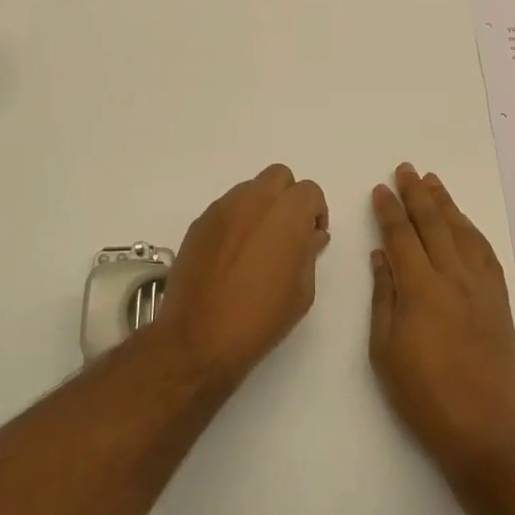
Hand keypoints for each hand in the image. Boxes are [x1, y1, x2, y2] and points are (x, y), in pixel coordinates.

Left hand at [151, 164, 329, 385]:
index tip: (312, 236)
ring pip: (250, 189)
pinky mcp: (200, 222)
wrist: (198, 337)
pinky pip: (226, 209)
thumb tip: (311, 235)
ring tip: (258, 244)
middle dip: (288, 197)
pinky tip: (233, 254)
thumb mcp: (302, 291)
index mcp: (286, 213)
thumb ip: (309, 253)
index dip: (315, 212)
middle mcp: (254, 200)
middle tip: (288, 232)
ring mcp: (222, 208)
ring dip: (261, 206)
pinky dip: (237, 220)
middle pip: (279, 177)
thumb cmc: (260, 318)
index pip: (309, 191)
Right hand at [369, 164, 514, 481]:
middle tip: (406, 169)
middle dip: (418, 194)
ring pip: (462, 233)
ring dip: (447, 204)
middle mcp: (453, 279)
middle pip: (434, 225)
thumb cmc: (422, 396)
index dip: (390, 210)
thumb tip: (381, 256)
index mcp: (420, 290)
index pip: (402, 236)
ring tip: (433, 182)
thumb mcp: (384, 351)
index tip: (381, 189)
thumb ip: (384, 297)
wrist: (483, 433)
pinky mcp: (500, 303)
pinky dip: (473, 232)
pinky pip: (486, 255)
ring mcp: (481, 289)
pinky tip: (464, 223)